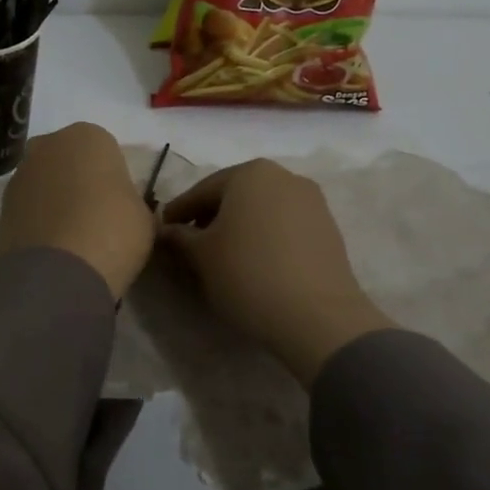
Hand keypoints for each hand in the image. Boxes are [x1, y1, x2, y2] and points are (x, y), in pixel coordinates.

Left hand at [0, 123, 154, 299]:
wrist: (58, 273)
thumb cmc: (112, 232)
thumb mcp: (143, 217)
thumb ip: (131, 202)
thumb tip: (122, 210)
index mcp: (90, 136)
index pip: (106, 152)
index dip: (113, 180)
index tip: (118, 207)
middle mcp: (49, 144)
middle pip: (69, 161)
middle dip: (79, 183)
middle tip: (94, 219)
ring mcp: (20, 174)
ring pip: (45, 183)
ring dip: (55, 202)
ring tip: (71, 239)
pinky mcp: (1, 205)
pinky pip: (28, 208)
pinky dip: (38, 222)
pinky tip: (52, 248)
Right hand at [161, 159, 391, 384]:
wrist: (318, 316)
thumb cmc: (248, 274)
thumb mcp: (201, 256)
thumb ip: (179, 237)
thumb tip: (166, 230)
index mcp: (250, 173)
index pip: (201, 190)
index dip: (178, 213)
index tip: (162, 231)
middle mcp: (284, 176)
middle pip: (234, 195)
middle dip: (210, 217)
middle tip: (190, 245)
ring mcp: (311, 201)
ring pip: (261, 210)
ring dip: (238, 227)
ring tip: (222, 257)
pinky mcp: (328, 228)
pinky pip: (284, 225)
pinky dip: (264, 237)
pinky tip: (253, 262)